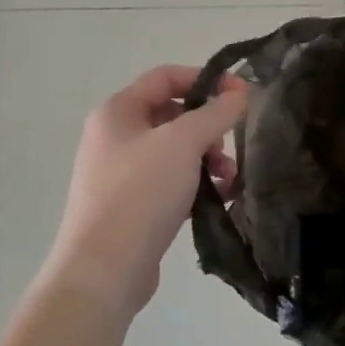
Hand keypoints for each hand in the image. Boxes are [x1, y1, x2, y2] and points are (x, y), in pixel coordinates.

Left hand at [39, 65, 248, 322]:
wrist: (104, 269)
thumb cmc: (140, 192)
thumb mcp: (183, 142)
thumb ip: (216, 112)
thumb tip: (240, 90)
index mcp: (118, 112)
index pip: (166, 76)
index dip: (205, 78)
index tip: (240, 94)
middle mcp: (116, 137)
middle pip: (173, 115)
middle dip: (209, 127)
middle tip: (226, 147)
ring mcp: (122, 174)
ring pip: (176, 152)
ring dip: (208, 159)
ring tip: (229, 180)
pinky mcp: (133, 206)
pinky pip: (171, 183)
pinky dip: (197, 185)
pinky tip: (220, 200)